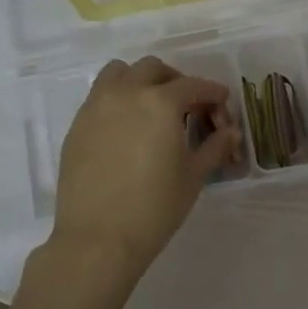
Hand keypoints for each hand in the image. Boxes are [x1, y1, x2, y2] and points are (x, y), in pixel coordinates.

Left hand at [50, 56, 242, 274]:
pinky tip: (127, 129)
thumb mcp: (193, 176)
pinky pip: (100, 97)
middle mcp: (126, 94)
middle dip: (176, 81)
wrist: (98, 238)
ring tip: (152, 108)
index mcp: (160, 102)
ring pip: (119, 73)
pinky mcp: (77, 126)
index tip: (222, 104)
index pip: (193, 86)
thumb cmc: (155, 207)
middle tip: (189, 107)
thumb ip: (214, 147)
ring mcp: (96, 107)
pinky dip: (118, 100)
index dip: (213, 93)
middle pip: (153, 69)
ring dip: (140, 81)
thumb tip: (230, 133)